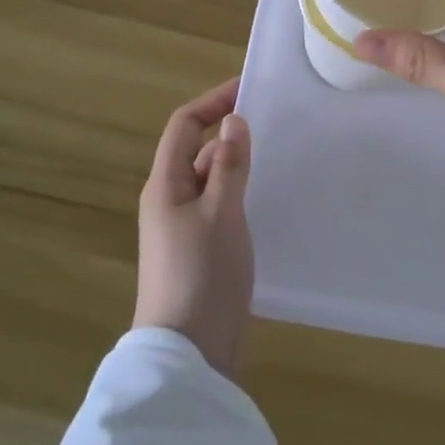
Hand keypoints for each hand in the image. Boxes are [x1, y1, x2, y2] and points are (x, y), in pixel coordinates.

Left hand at [133, 78, 254, 376]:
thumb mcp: (221, 214)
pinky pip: (218, 207)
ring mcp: (183, 228)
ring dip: (237, 165)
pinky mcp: (198, 251)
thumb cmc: (202, 274)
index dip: (213, 102)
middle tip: (275, 125)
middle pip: (197, 151)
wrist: (188, 354)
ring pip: (210, 180)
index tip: (250, 89)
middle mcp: (169, 200)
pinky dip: (239, 194)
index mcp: (165, 184)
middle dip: (230, 134)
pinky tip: (267, 201)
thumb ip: (229, 165)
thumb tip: (233, 121)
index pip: (184, 125)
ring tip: (279, 158)